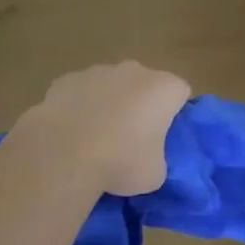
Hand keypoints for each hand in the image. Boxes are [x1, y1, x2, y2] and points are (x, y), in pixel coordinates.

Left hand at [9, 62, 190, 197]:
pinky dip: (80, 107)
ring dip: (109, 105)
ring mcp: (97, 71)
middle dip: (141, 105)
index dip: (174, 115)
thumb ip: (157, 158)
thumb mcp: (156, 173)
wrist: (64, 154)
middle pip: (145, 84)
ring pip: (111, 86)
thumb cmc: (122, 162)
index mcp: (164, 89)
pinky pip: (81, 93)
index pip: (180, 93)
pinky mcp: (66, 80)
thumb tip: (145, 157)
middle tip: (132, 139)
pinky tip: (72, 133)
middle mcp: (134, 71)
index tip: (164, 137)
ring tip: (97, 139)